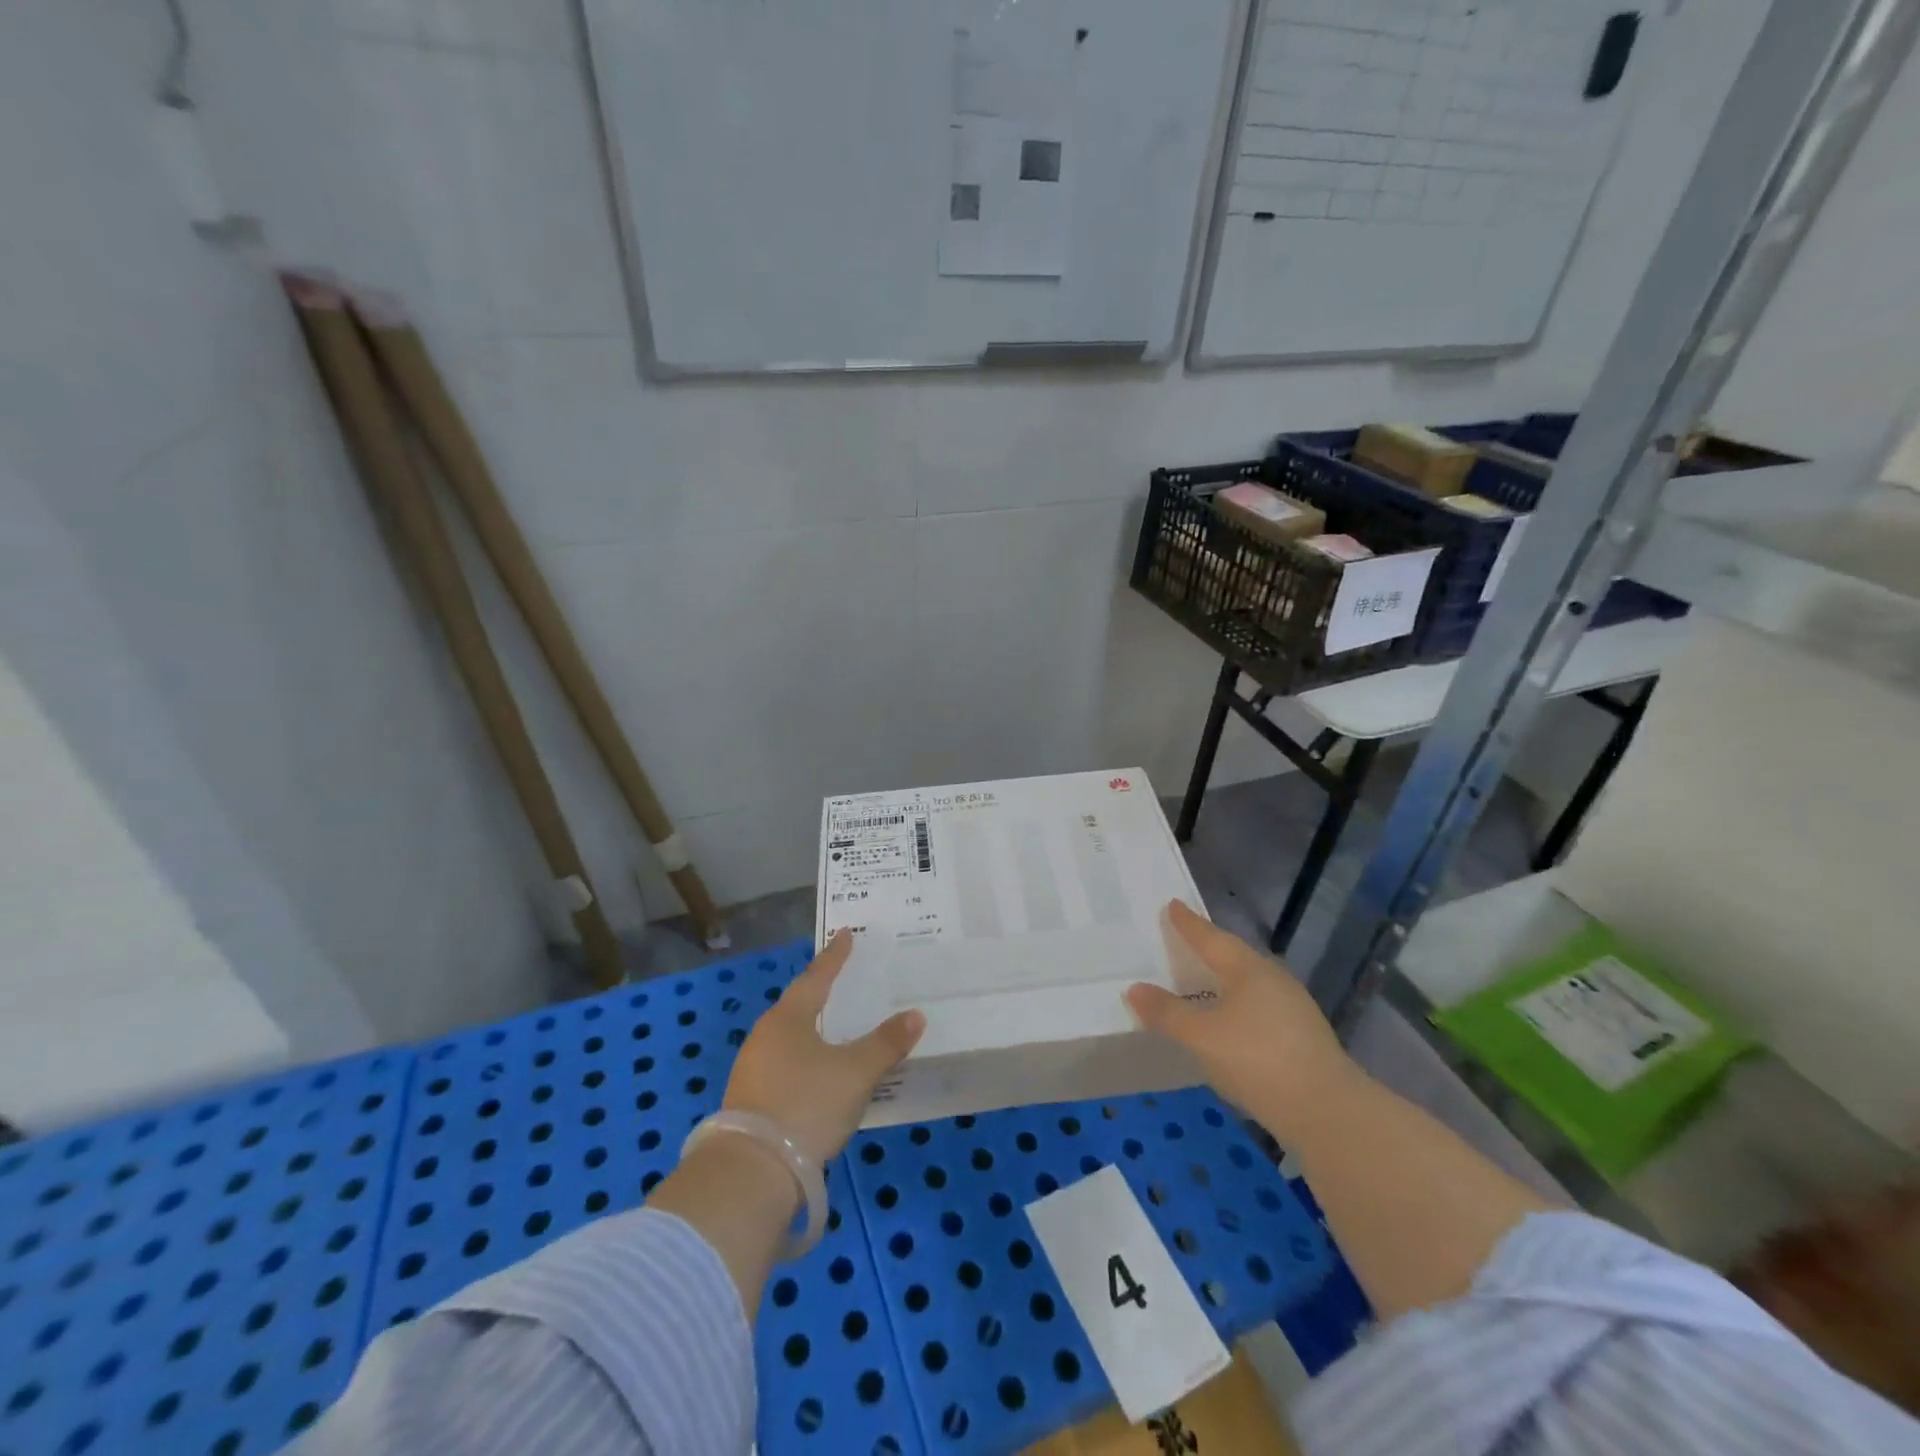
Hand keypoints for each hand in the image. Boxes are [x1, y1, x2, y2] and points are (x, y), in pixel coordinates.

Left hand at [723, 931, 924, 1164]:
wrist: (751, 1173)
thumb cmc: (807, 1105)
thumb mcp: (856, 1073)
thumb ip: (886, 1043)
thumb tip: (915, 1015)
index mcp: (788, 1018)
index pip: (817, 977)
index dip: (835, 957)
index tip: (845, 935)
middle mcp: (765, 1035)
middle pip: (798, 1005)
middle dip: (820, 993)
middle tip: (843, 981)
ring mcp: (752, 1069)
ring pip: (789, 1038)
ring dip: (812, 1030)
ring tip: (835, 1028)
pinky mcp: (749, 1100)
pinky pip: (784, 1066)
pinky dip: (805, 1060)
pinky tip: (818, 1074)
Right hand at [1126, 901, 1357, 1144]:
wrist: (1329, 1113)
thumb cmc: (1258, 1060)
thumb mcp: (1201, 1036)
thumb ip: (1167, 1012)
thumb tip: (1135, 988)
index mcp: (1248, 969)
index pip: (1211, 938)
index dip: (1188, 923)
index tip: (1172, 905)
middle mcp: (1273, 979)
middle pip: (1233, 956)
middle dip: (1208, 948)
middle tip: (1183, 939)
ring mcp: (1292, 1009)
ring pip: (1248, 983)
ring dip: (1223, 979)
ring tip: (1201, 979)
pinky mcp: (1302, 1038)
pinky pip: (1258, 1007)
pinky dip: (1236, 1005)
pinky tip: (1228, 1021)